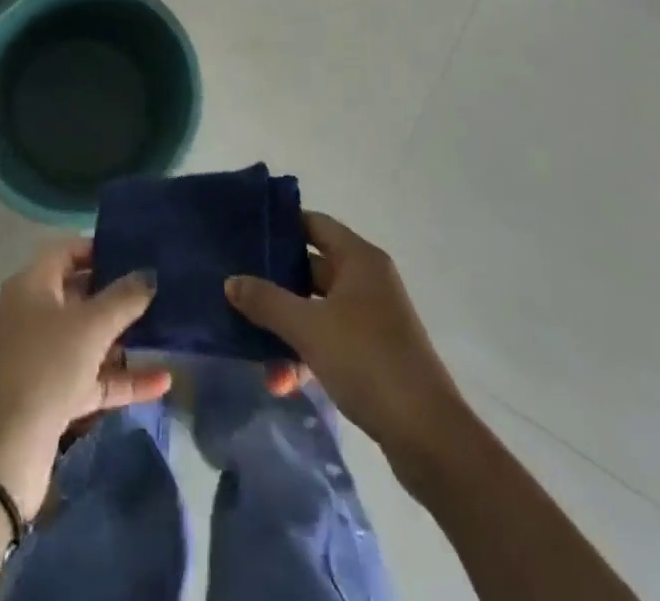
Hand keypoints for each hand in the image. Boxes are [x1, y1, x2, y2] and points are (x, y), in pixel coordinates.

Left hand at [0, 240, 169, 518]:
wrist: (5, 453)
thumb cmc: (45, 367)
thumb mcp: (90, 326)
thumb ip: (124, 297)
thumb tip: (150, 274)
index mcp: (32, 285)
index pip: (67, 251)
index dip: (99, 248)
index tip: (136, 251)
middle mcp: (35, 315)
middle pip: (80, 293)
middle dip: (118, 292)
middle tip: (160, 286)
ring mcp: (45, 357)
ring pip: (90, 338)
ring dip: (125, 337)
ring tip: (167, 328)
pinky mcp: (56, 397)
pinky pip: (95, 378)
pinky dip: (124, 378)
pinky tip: (163, 380)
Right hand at [225, 211, 461, 456]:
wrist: (428, 436)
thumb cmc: (367, 361)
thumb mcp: (308, 328)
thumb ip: (266, 301)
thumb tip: (231, 281)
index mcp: (359, 260)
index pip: (313, 224)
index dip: (281, 226)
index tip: (245, 235)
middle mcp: (367, 281)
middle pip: (311, 268)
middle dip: (275, 285)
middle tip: (237, 289)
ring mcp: (372, 319)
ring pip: (317, 309)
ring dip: (287, 329)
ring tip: (254, 351)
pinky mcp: (374, 355)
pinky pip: (330, 340)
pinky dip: (306, 354)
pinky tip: (283, 382)